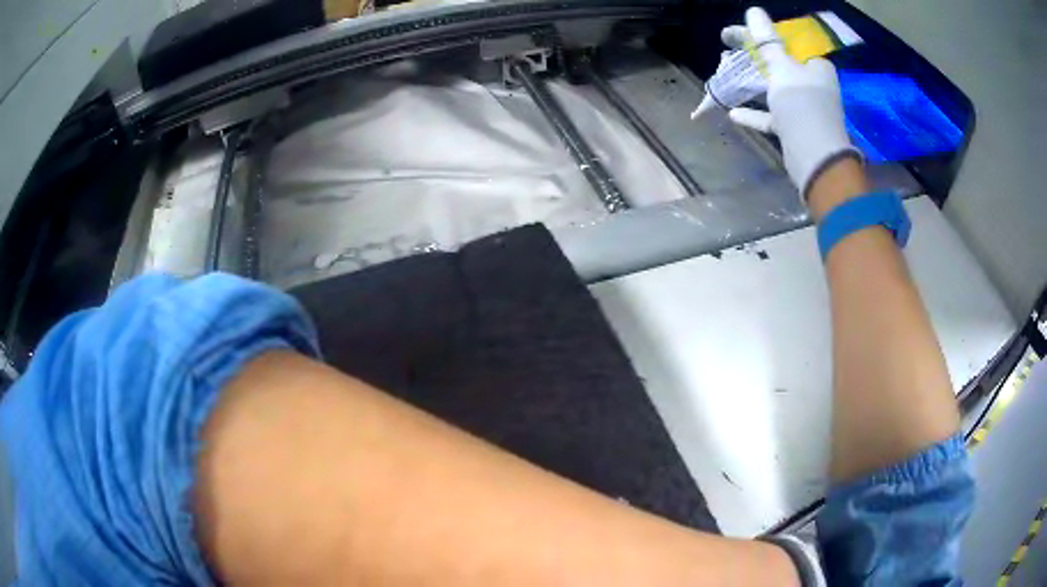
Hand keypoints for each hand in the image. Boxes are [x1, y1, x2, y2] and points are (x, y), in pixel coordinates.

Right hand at [724, 7, 860, 198]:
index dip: (760, 35)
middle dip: (753, 58)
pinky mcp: (797, 128)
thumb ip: (767, 41)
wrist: (817, 160)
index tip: (733, 34)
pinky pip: (773, 116)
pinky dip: (755, 113)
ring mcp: (805, 108)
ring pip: (775, 89)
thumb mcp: (782, 68)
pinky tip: (733, 113)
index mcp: (816, 66)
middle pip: (779, 64)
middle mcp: (813, 84)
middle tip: (727, 50)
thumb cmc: (803, 106)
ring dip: (752, 83)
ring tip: (728, 74)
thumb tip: (754, 11)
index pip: (787, 42)